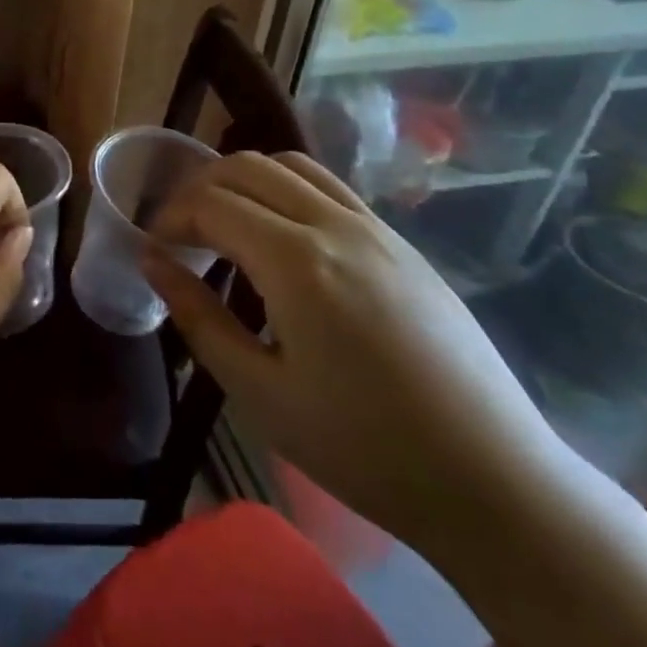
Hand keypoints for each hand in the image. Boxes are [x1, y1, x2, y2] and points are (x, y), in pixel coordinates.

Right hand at [141, 151, 563, 549]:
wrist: (494, 481)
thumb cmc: (363, 448)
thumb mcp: (259, 393)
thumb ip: (199, 318)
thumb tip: (152, 263)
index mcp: (297, 263)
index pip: (212, 203)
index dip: (170, 217)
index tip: (153, 248)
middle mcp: (336, 226)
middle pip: (247, 167)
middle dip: (198, 188)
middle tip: (179, 232)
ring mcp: (377, 230)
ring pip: (291, 166)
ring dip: (244, 181)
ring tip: (224, 224)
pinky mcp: (403, 245)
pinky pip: (330, 189)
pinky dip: (286, 191)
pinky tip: (280, 239)